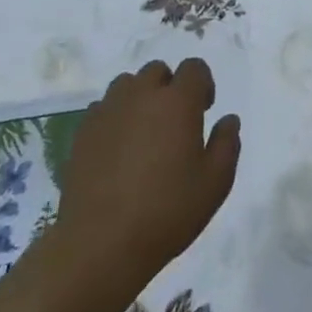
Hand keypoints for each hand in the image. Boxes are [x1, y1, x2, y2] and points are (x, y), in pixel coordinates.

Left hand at [52, 59, 239, 294]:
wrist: (101, 244)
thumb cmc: (167, 212)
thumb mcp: (215, 183)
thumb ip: (227, 144)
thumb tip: (228, 120)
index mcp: (177, 101)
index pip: (194, 67)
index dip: (202, 83)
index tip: (203, 110)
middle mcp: (142, 95)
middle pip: (157, 71)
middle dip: (169, 87)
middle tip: (174, 123)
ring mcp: (108, 110)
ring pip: (127, 84)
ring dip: (139, 98)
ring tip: (143, 133)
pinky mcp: (83, 131)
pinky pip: (103, 108)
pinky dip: (114, 117)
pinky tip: (117, 150)